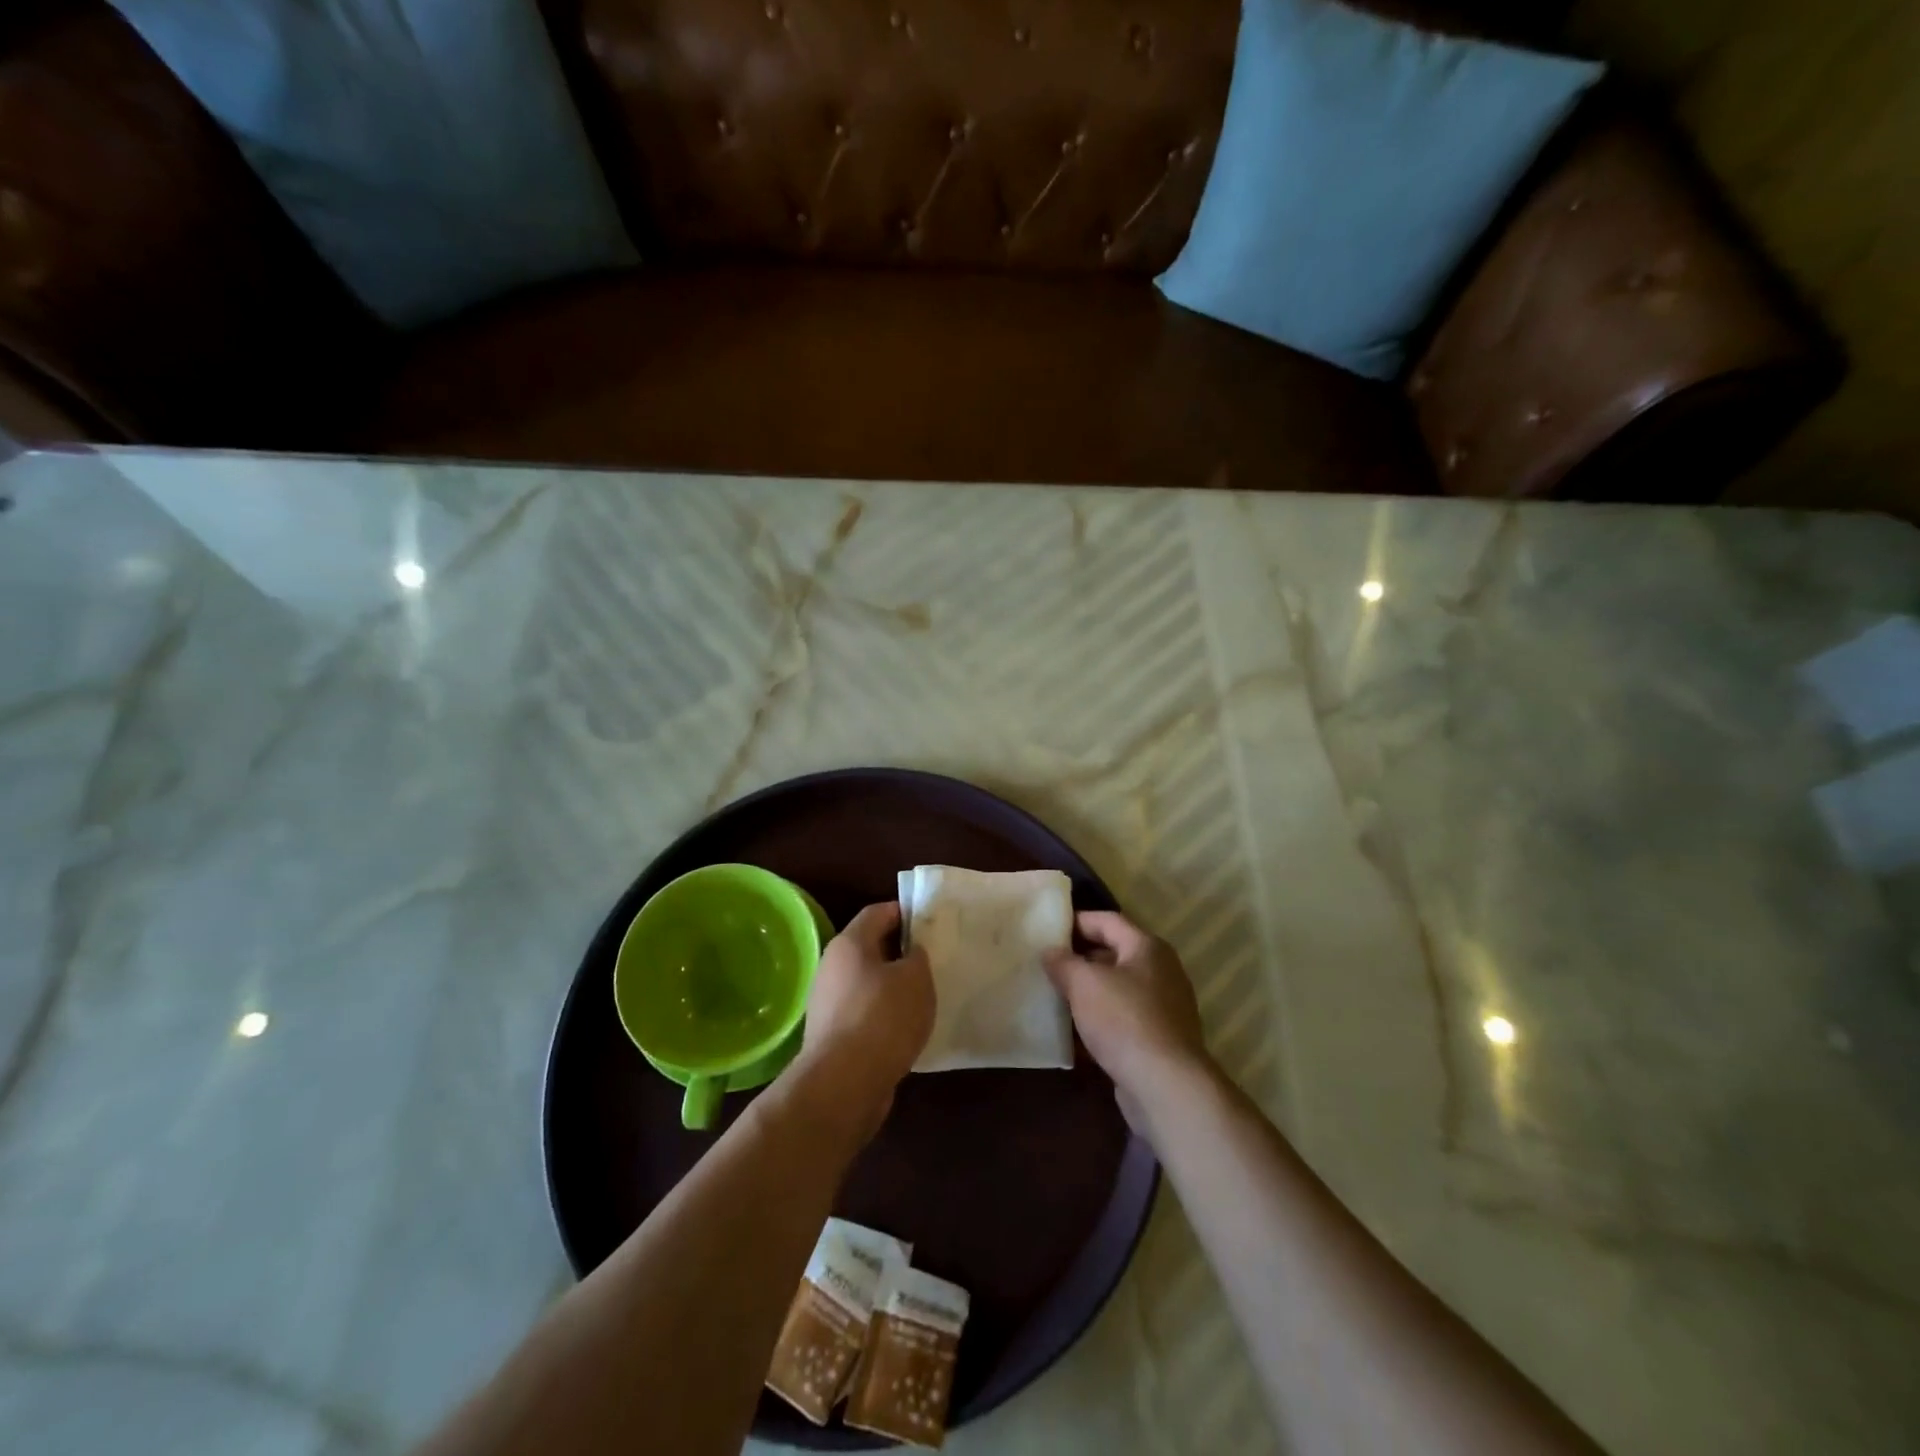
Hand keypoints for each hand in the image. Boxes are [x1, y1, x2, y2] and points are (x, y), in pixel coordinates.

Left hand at [792, 901, 934, 1141]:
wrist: (843, 1084)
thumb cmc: (882, 1018)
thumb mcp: (916, 979)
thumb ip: (918, 957)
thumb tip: (911, 953)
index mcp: (850, 943)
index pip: (878, 912)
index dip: (904, 912)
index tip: (930, 920)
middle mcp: (833, 967)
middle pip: (870, 949)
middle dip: (900, 952)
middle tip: (932, 959)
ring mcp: (829, 1003)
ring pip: (868, 984)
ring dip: (893, 987)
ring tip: (925, 996)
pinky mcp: (832, 1036)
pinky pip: (864, 1014)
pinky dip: (884, 1016)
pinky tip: (907, 1028)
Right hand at [1044, 911, 1211, 1131]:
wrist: (1165, 1086)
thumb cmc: (1124, 1020)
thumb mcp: (1084, 983)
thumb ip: (1063, 962)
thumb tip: (1051, 952)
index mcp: (1147, 947)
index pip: (1108, 920)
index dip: (1076, 921)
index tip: (1047, 930)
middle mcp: (1160, 971)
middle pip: (1113, 954)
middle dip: (1079, 958)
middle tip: (1046, 964)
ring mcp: (1162, 1007)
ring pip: (1116, 989)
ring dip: (1087, 992)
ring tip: (1054, 995)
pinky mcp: (1158, 1039)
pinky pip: (1122, 1019)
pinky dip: (1098, 1020)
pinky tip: (1073, 1032)